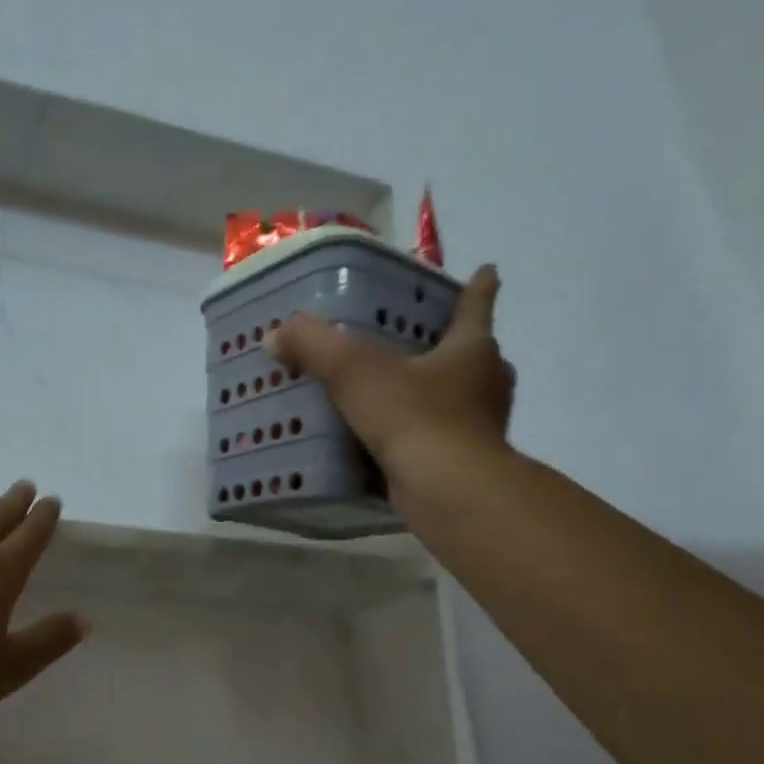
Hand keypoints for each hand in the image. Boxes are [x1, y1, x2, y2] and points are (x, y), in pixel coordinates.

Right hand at [266, 264, 512, 500]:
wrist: (448, 492)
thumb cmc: (414, 417)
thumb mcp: (354, 371)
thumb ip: (314, 346)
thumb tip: (276, 335)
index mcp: (471, 349)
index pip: (475, 306)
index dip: (478, 287)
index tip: (487, 271)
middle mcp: (484, 384)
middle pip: (472, 354)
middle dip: (450, 346)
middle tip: (417, 339)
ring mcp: (478, 427)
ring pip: (456, 399)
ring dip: (431, 393)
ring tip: (392, 391)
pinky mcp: (463, 463)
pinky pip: (435, 439)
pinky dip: (414, 435)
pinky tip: (383, 441)